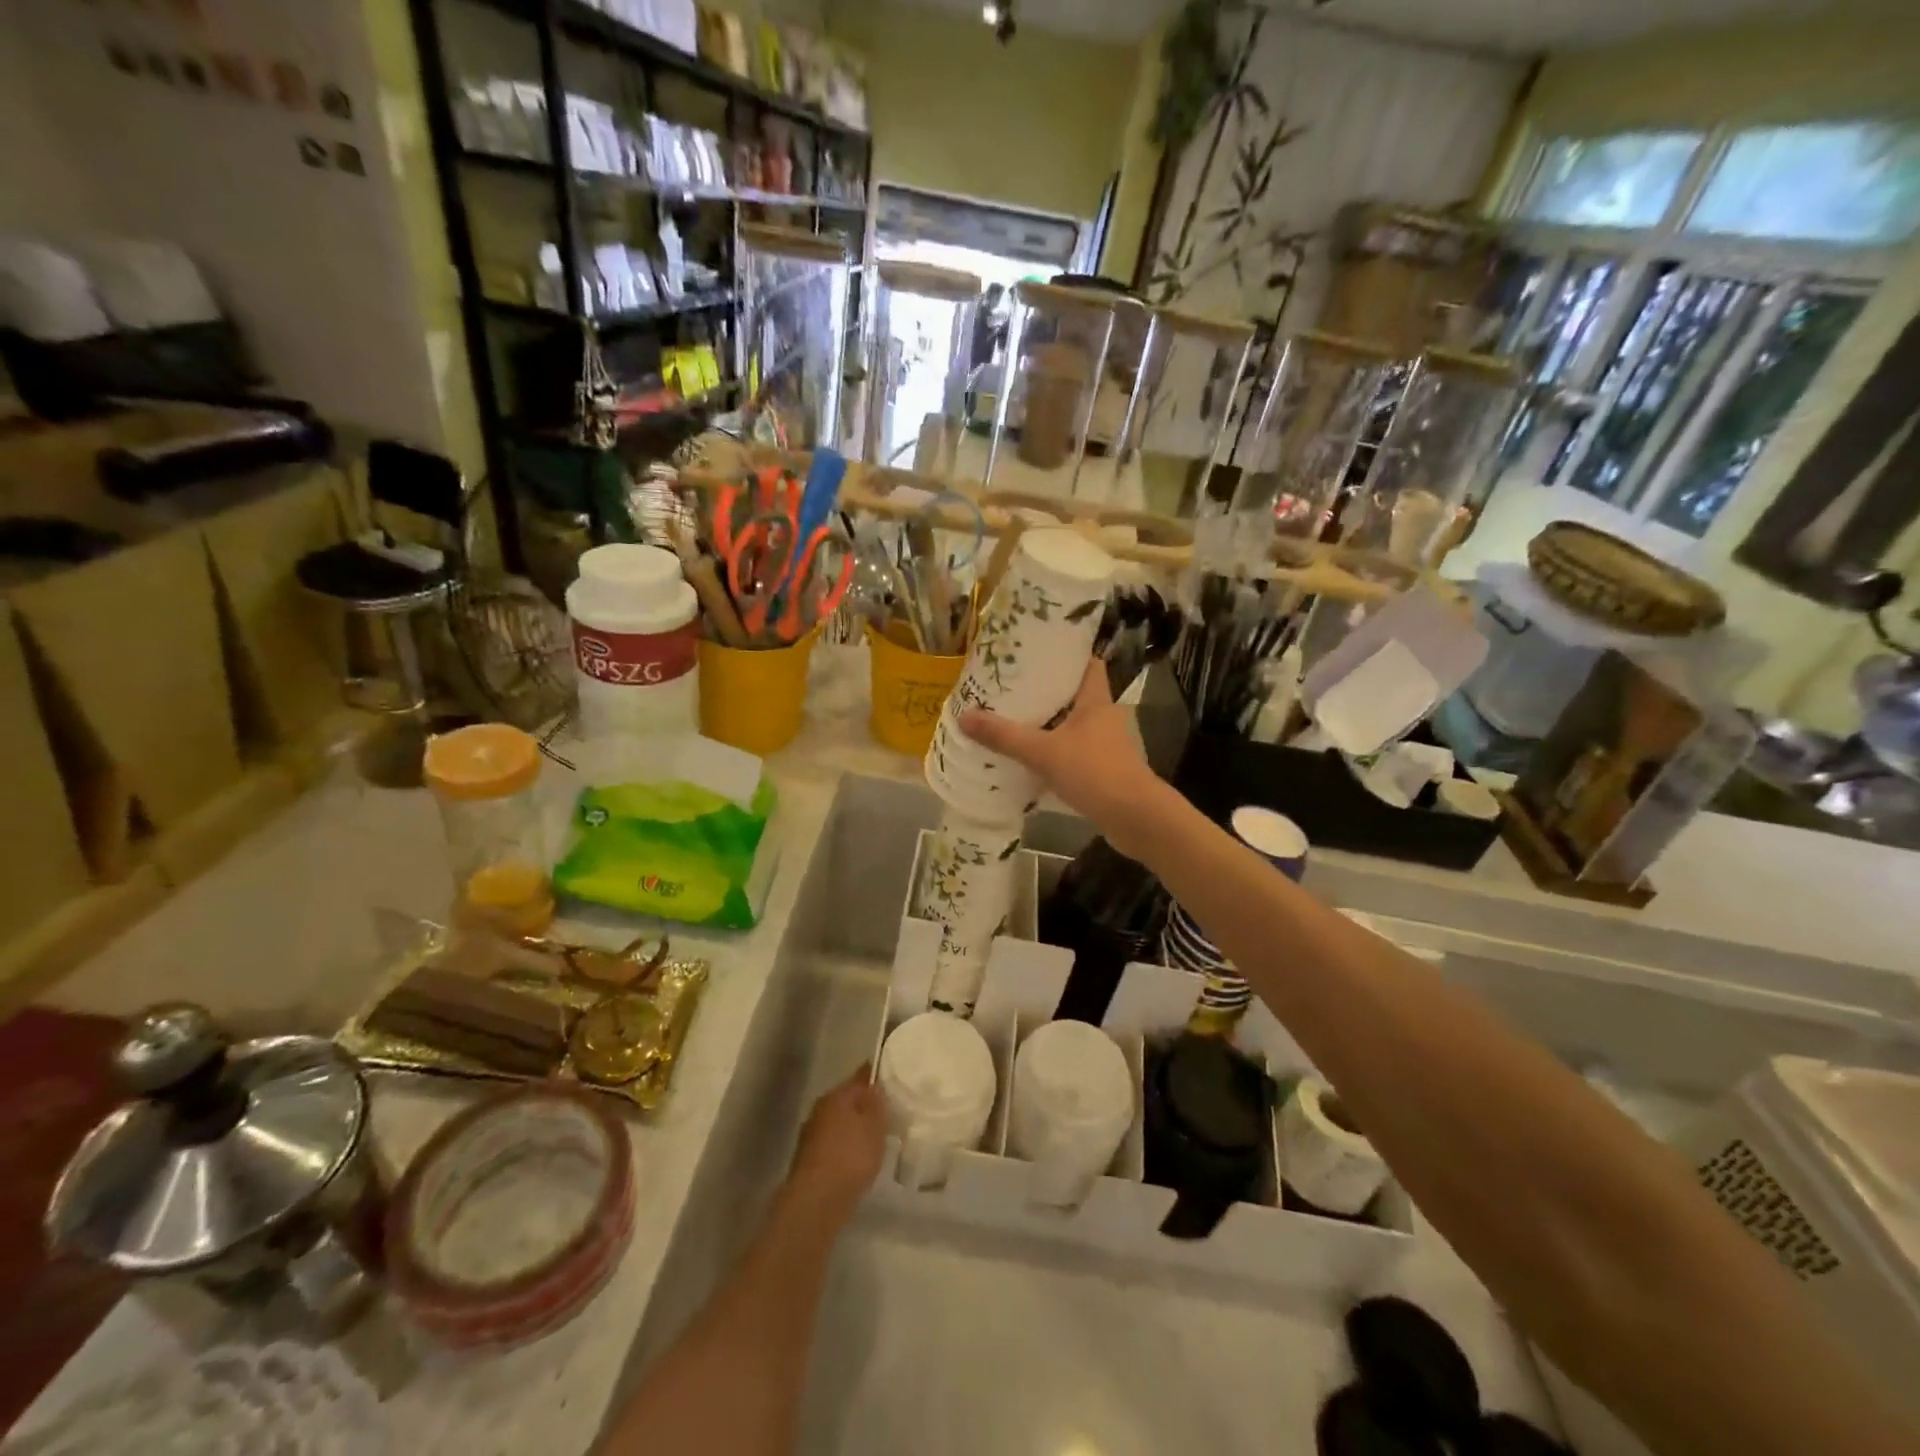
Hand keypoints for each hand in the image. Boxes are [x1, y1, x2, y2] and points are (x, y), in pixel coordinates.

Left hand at [785, 1065, 885, 1226]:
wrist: (816, 1203)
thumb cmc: (850, 1157)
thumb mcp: (875, 1125)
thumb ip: (878, 1102)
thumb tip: (875, 1085)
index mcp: (836, 1095)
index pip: (861, 1077)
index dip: (877, 1077)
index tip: (894, 1081)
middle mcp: (821, 1109)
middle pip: (849, 1101)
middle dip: (866, 1106)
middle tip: (890, 1113)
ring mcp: (812, 1136)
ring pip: (841, 1124)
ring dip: (856, 1129)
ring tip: (878, 1140)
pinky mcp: (810, 1162)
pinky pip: (836, 1146)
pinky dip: (848, 1150)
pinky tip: (860, 1161)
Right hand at [958, 661, 1168, 859]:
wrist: (1134, 818)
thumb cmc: (1094, 772)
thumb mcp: (1043, 752)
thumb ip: (1005, 736)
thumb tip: (964, 716)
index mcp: (1096, 701)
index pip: (1088, 664)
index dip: (1067, 655)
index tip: (1038, 652)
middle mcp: (1105, 717)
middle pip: (1076, 694)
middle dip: (1048, 691)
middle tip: (1013, 687)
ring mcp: (1107, 745)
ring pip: (1075, 725)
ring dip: (1050, 723)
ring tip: (1015, 720)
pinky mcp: (1104, 770)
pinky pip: (1075, 752)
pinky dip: (1055, 752)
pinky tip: (1031, 759)